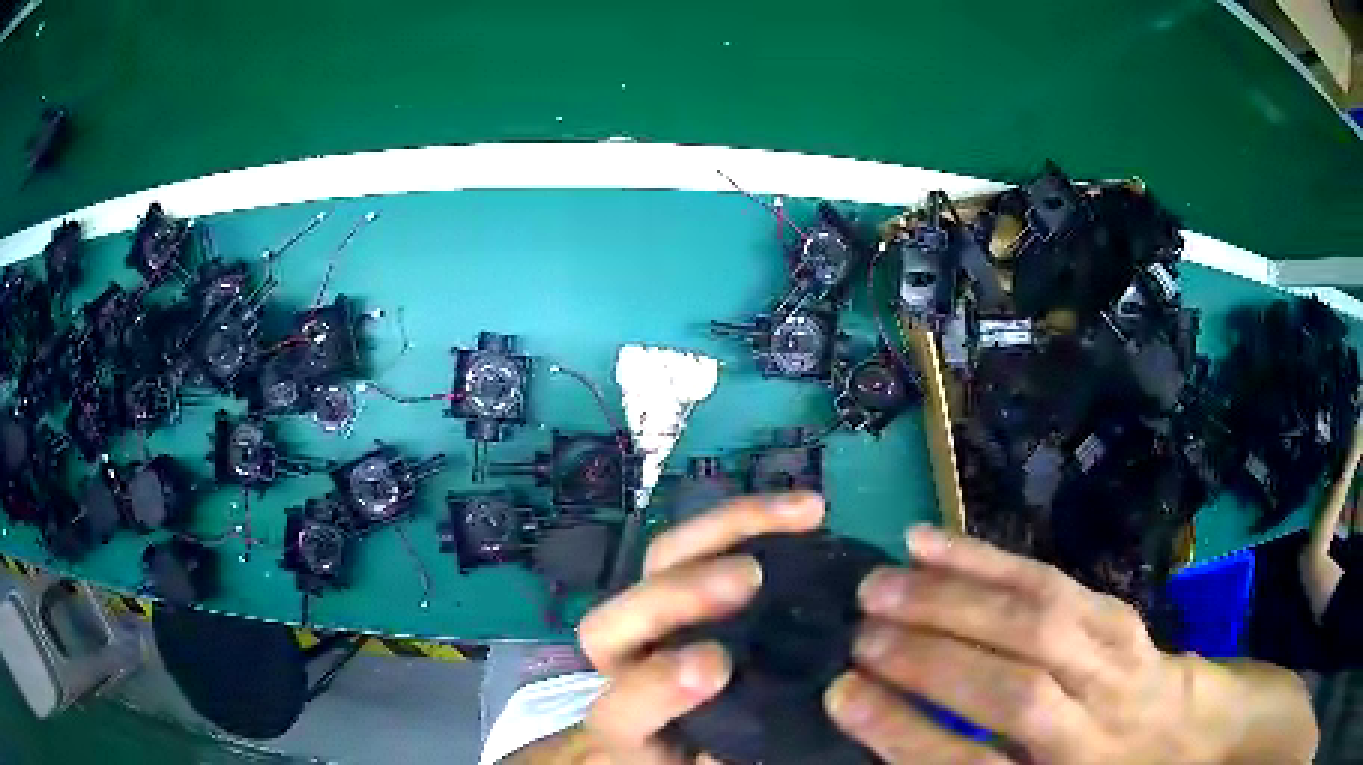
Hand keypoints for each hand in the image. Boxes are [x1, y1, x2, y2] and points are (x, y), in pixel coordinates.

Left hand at [577, 492, 825, 763]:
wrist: (672, 728)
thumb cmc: (691, 752)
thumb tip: (734, 751)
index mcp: (627, 723)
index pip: (623, 705)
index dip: (660, 685)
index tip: (718, 665)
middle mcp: (626, 662)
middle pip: (616, 620)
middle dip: (679, 595)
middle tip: (750, 577)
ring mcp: (651, 613)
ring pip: (660, 559)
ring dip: (728, 529)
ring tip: (805, 514)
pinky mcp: (681, 580)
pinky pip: (701, 539)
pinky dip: (752, 519)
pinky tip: (807, 511)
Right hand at [824, 526, 1203, 764]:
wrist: (1180, 736)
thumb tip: (893, 737)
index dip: (906, 732)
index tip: (842, 694)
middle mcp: (1093, 729)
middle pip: (1014, 693)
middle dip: (929, 660)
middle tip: (858, 635)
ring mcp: (1115, 662)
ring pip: (1038, 624)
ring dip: (954, 601)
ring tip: (881, 584)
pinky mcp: (1119, 614)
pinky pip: (1052, 581)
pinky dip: (988, 561)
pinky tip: (932, 543)